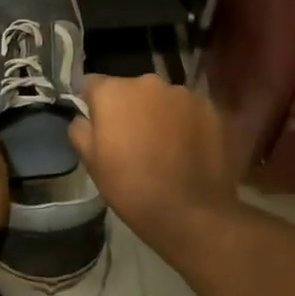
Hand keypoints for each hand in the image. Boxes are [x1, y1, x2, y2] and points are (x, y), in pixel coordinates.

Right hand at [69, 74, 241, 254]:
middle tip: (133, 139)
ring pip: (163, 99)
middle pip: (131, 89)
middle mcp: (149, 82)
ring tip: (165, 146)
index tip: (98, 125)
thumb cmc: (130, 186)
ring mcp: (185, 94)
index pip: (92, 84)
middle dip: (130, 107)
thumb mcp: (91, 162)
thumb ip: (80, 129)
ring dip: (160, 114)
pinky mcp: (214, 110)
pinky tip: (189, 150)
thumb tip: (84, 117)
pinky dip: (187, 124)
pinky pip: (191, 111)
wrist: (190, 213)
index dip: (93, 104)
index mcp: (113, 91)